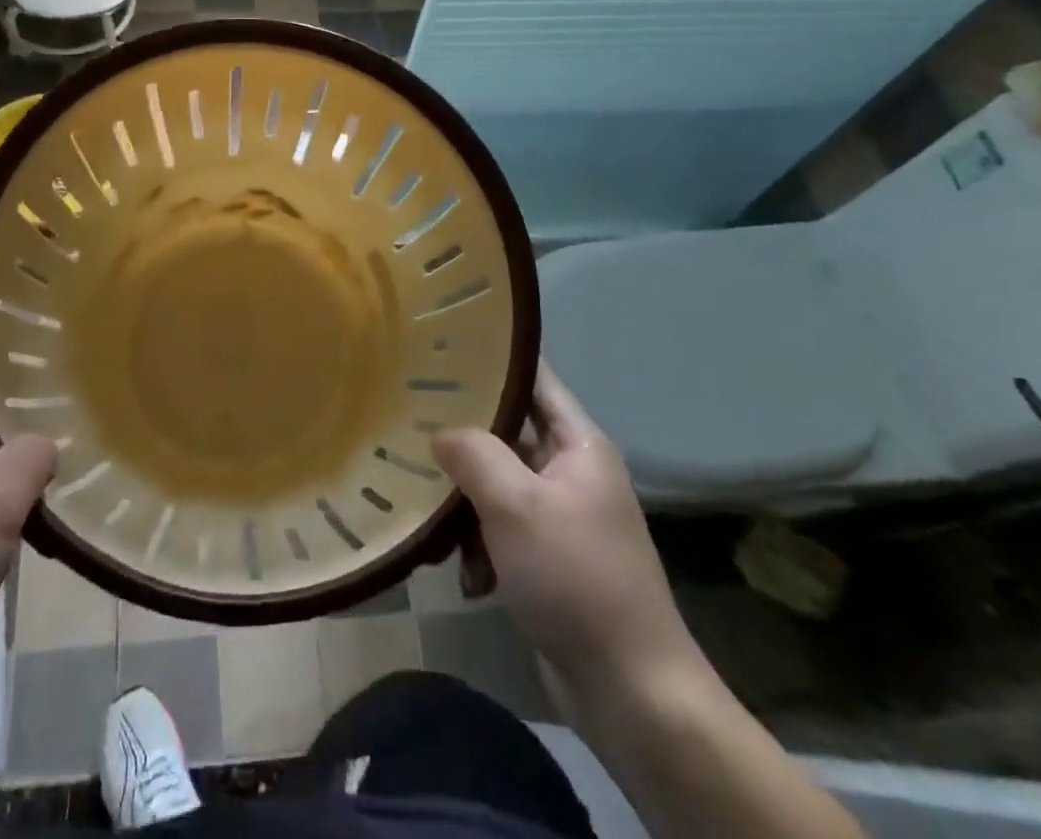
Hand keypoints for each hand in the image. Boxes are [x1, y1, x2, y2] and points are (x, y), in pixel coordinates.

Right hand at [432, 367, 703, 716]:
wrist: (630, 693)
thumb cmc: (575, 578)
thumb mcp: (515, 504)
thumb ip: (473, 453)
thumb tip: (440, 431)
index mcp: (578, 445)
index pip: (534, 378)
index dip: (492, 358)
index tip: (440, 347)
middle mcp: (571, 472)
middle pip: (505, 434)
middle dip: (462, 440)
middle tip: (409, 429)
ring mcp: (560, 517)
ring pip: (495, 485)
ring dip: (465, 507)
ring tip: (438, 530)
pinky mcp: (548, 559)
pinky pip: (500, 530)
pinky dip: (480, 548)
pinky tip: (468, 579)